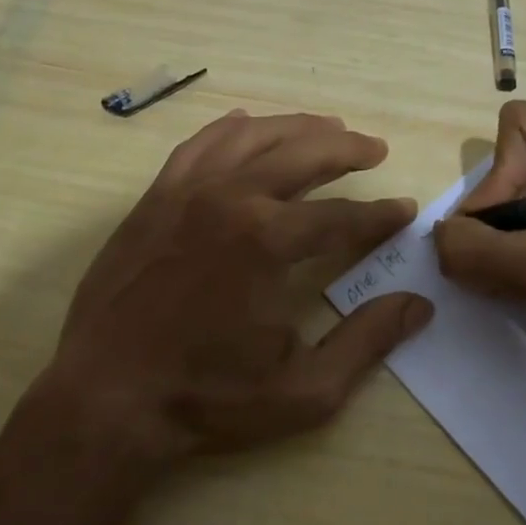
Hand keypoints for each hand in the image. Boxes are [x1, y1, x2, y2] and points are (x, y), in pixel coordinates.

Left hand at [37, 111, 433, 467]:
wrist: (107, 397)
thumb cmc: (207, 398)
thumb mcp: (303, 390)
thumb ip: (366, 342)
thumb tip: (418, 304)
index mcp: (268, 241)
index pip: (342, 216)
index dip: (380, 215)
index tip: (404, 210)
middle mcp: (230, 199)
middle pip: (302, 154)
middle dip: (347, 148)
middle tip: (374, 148)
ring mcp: (186, 192)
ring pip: (252, 136)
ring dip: (296, 127)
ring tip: (327, 126)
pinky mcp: (155, 198)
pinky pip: (198, 145)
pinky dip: (231, 130)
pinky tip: (248, 125)